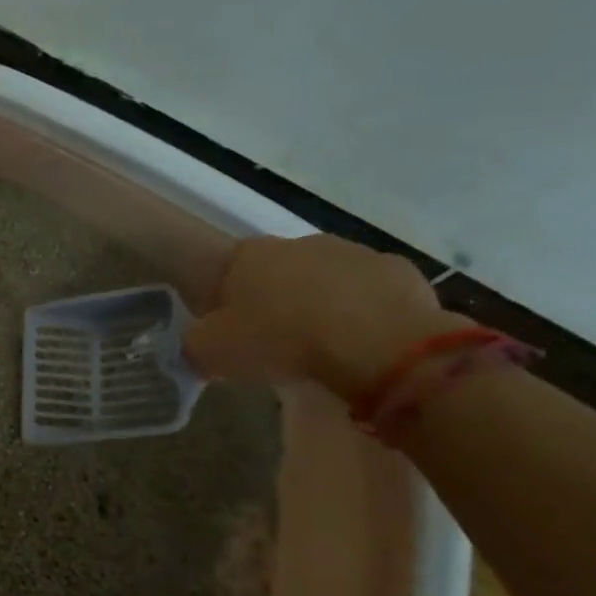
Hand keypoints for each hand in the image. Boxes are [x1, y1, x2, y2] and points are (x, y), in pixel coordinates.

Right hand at [183, 234, 468, 400]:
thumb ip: (194, 344)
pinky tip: (367, 344)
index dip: (228, 302)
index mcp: (248, 255)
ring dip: (324, 304)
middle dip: (278, 300)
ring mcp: (354, 253)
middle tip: (279, 342)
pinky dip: (368, 314)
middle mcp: (298, 243)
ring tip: (326, 347)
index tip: (234, 333)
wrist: (377, 343)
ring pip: (328, 279)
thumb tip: (197, 345)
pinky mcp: (400, 272)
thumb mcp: (212, 352)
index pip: (227, 271)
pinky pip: (374, 295)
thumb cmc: (281, 340)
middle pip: (279, 272)